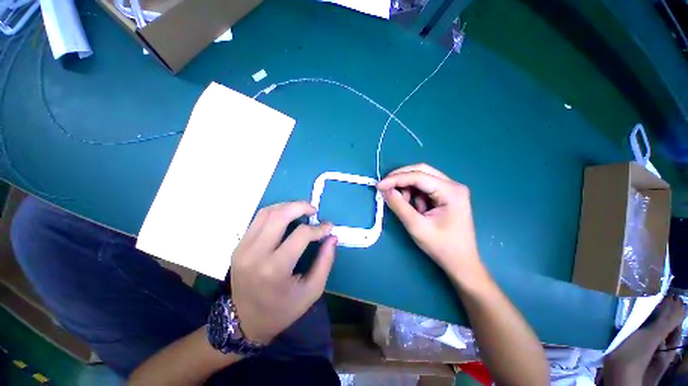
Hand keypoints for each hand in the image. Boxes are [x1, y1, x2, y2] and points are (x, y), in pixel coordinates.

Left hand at [230, 202, 336, 344]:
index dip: (318, 228)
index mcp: (275, 269)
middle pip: (280, 216)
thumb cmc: (283, 309)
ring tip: (301, 210)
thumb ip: (325, 261)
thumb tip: (332, 237)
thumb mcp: (312, 290)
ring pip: (267, 213)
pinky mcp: (239, 246)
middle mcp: (255, 254)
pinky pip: (258, 219)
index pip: (301, 235)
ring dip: (287, 206)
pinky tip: (286, 216)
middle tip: (314, 210)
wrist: (245, 322)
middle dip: (300, 206)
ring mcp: (243, 248)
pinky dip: (275, 212)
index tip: (328, 227)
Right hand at [377, 164, 482, 280]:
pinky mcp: (446, 195)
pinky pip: (424, 187)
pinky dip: (413, 194)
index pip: (418, 176)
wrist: (461, 262)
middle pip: (421, 171)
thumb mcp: (416, 226)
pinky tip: (413, 207)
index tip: (379, 185)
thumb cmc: (442, 246)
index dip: (396, 179)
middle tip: (385, 187)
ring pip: (421, 178)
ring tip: (402, 204)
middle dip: (400, 178)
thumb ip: (399, 206)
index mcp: (451, 191)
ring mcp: (450, 189)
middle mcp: (453, 185)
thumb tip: (384, 190)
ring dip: (407, 187)